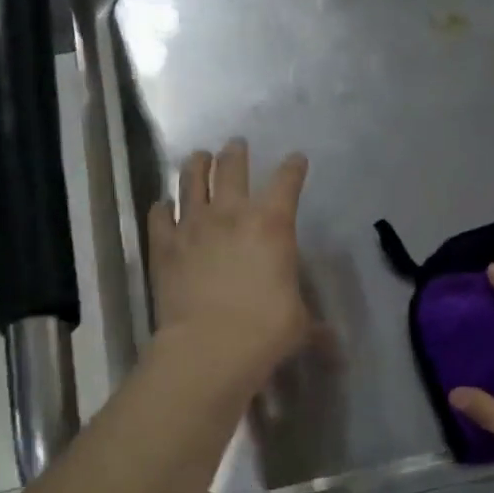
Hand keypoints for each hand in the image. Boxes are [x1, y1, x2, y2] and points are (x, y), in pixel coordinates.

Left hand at [148, 140, 310, 386]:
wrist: (210, 345)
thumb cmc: (266, 329)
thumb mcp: (299, 324)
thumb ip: (314, 326)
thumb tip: (335, 347)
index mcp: (273, 225)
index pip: (287, 182)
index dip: (293, 168)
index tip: (297, 159)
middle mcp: (232, 214)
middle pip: (232, 168)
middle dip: (236, 153)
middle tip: (236, 146)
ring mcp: (193, 226)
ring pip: (191, 180)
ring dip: (197, 165)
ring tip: (198, 157)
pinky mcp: (164, 245)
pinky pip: (159, 215)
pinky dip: (162, 208)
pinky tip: (163, 205)